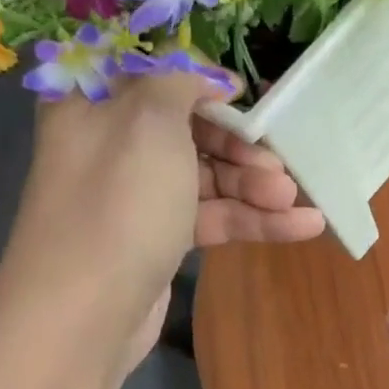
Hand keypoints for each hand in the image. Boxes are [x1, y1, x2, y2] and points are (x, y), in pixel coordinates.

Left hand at [0, 73, 325, 370]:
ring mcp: (138, 197)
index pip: (153, 77)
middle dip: (240, 146)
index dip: (201, 82)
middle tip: (280, 165)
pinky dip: (253, 220)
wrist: (87, 312)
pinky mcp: (160, 240)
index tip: (246, 96)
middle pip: (189, 130)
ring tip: (296, 201)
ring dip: (253, 187)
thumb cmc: (119, 201)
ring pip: (206, 178)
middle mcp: (113, 145)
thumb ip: (181, 83)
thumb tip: (209, 77)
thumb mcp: (150, 120)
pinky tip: (302, 226)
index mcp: (95, 104)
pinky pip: (211, 217)